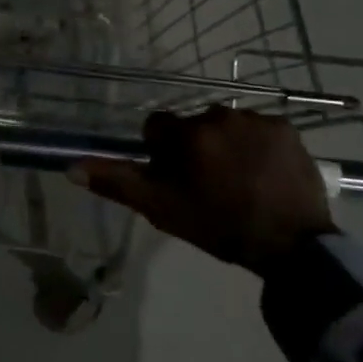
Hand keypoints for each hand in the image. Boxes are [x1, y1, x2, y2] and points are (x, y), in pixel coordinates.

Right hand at [73, 107, 334, 273]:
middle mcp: (219, 115)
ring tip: (241, 181)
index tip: (176, 178)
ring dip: (228, 145)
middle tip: (210, 185)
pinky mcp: (287, 128)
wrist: (291, 246)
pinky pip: (260, 130)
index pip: (158, 127)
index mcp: (187, 134)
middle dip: (197, 148)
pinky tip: (264, 175)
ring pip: (228, 126)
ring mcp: (257, 119)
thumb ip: (117, 183)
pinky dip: (258, 146)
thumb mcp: (160, 209)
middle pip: (195, 126)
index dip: (162, 153)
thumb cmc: (217, 227)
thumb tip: (72, 166)